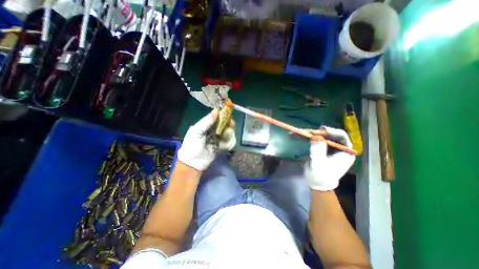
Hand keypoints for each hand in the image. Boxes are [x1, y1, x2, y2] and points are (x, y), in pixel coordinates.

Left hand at [176, 109, 235, 169]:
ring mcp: (219, 138)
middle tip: (228, 130)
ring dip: (229, 137)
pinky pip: (230, 142)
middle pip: (226, 125)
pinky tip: (223, 147)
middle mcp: (214, 130)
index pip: (218, 118)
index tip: (229, 118)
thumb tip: (216, 111)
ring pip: (230, 133)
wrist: (193, 163)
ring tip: (222, 142)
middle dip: (229, 127)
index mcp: (207, 125)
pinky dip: (229, 144)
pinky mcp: (223, 146)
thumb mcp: (196, 131)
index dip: (224, 117)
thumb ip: (206, 122)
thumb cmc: (192, 145)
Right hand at [302, 126, 354, 190]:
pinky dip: (304, 137)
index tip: (321, 130)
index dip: (332, 131)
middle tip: (306, 131)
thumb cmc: (320, 176)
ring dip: (308, 133)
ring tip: (297, 132)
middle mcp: (338, 147)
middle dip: (316, 132)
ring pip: (319, 135)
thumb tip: (316, 136)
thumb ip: (318, 150)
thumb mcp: (319, 164)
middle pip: (328, 134)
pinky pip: (312, 139)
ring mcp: (328, 146)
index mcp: (345, 152)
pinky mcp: (320, 146)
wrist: (316, 182)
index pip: (342, 137)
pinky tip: (296, 135)